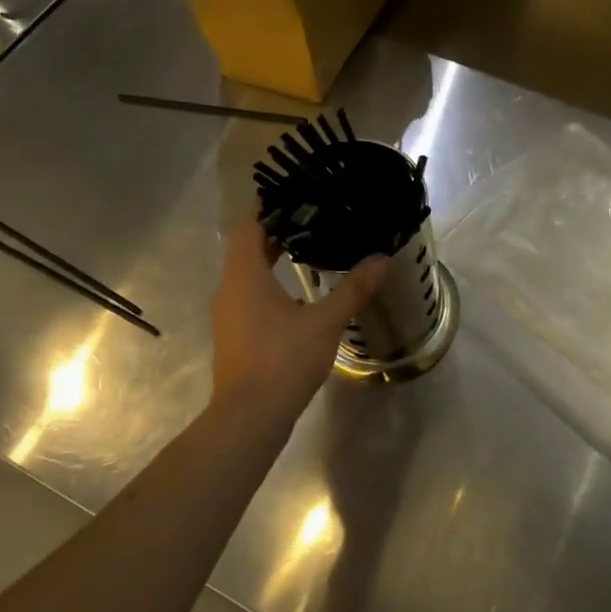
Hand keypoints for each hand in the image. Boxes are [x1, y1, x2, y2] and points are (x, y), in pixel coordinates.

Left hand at [210, 216, 386, 424]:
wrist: (250, 417)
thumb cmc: (283, 359)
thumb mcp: (325, 322)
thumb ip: (353, 288)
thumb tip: (381, 259)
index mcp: (244, 276)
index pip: (249, 226)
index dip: (268, 208)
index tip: (293, 194)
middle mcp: (230, 290)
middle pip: (248, 249)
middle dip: (276, 232)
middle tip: (311, 218)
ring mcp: (229, 315)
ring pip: (248, 275)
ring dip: (272, 260)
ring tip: (308, 250)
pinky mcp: (236, 337)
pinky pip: (250, 297)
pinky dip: (271, 286)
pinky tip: (299, 296)